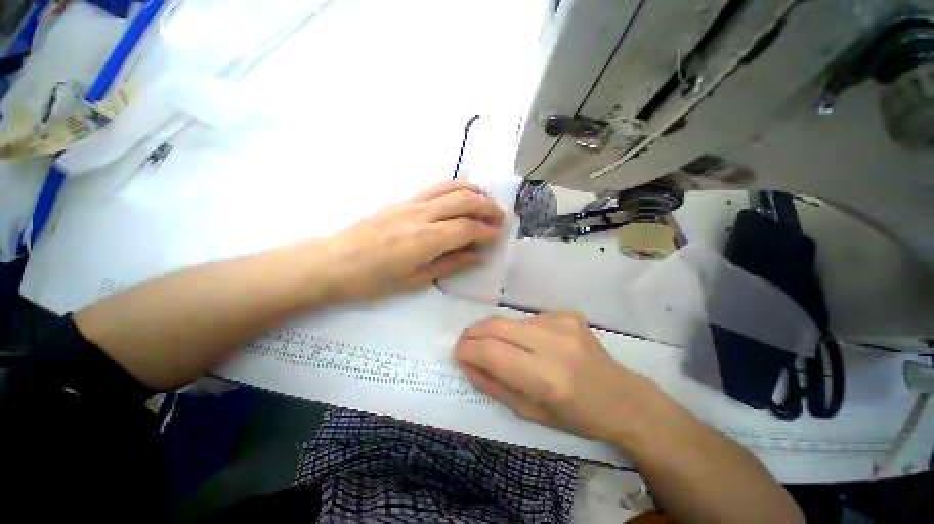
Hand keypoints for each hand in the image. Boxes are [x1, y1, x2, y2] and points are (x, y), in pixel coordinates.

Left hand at [322, 180, 504, 301]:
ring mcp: (410, 202)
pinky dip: (455, 188)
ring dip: (474, 191)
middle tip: (500, 217)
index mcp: (425, 240)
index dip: (486, 230)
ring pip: (451, 186)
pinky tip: (463, 196)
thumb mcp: (415, 280)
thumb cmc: (373, 280)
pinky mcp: (402, 199)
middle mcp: (420, 215)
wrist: (333, 262)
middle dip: (487, 206)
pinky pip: (435, 187)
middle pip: (463, 199)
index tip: (498, 235)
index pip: (467, 227)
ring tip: (487, 202)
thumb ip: (450, 264)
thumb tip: (477, 254)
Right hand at [454, 311, 662, 442]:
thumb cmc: (576, 416)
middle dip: (473, 333)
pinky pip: (529, 319)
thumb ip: (492, 385)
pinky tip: (535, 345)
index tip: (457, 354)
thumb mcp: (529, 413)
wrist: (623, 398)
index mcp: (546, 378)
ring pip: (510, 321)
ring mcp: (562, 323)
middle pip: (496, 325)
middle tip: (466, 344)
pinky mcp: (567, 313)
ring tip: (505, 350)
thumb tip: (466, 362)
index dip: (467, 350)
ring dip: (497, 334)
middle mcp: (553, 343)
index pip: (491, 352)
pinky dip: (521, 332)